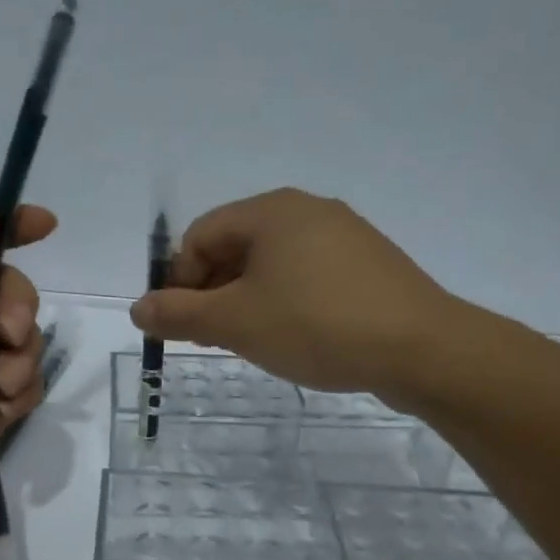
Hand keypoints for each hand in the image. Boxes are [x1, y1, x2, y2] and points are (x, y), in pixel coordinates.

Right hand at [130, 188, 470, 406]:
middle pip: (236, 246)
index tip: (184, 326)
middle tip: (214, 338)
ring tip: (254, 342)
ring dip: (248, 300)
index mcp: (271, 211)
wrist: (422, 349)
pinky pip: (309, 276)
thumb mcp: (236, 323)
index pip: (200, 236)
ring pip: (273, 264)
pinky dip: (287, 303)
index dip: (180, 281)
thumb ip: (179, 315)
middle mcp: (308, 210)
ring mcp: (345, 236)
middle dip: (214, 292)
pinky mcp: (370, 265)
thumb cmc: (316, 325)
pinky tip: (298, 337)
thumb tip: (138, 309)